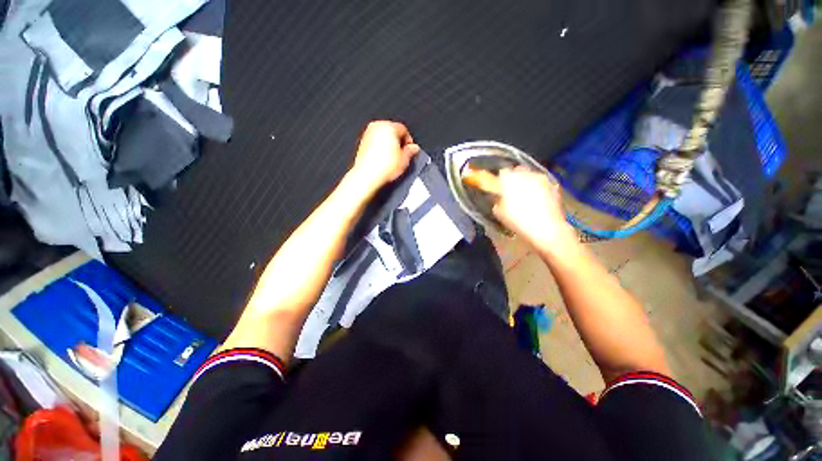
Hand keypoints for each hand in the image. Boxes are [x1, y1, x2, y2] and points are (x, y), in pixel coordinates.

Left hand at [351, 121, 419, 192]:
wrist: (367, 175)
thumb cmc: (383, 167)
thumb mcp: (404, 160)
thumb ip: (411, 151)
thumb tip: (414, 148)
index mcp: (389, 126)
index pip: (404, 129)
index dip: (409, 141)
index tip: (410, 149)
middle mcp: (377, 127)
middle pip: (392, 131)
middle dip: (398, 142)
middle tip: (403, 155)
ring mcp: (368, 134)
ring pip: (383, 136)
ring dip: (389, 145)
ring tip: (393, 159)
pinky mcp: (362, 143)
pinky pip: (375, 142)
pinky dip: (380, 148)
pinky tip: (384, 160)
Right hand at [491, 167, 576, 251]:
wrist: (546, 229)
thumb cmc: (518, 221)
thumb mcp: (499, 213)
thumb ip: (497, 200)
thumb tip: (499, 198)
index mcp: (511, 179)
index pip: (503, 172)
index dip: (500, 180)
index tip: (500, 188)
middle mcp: (527, 174)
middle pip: (518, 171)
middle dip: (515, 179)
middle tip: (512, 192)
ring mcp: (542, 179)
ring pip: (532, 176)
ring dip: (528, 183)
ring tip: (527, 198)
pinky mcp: (554, 186)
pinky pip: (543, 184)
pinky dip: (539, 190)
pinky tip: (538, 202)